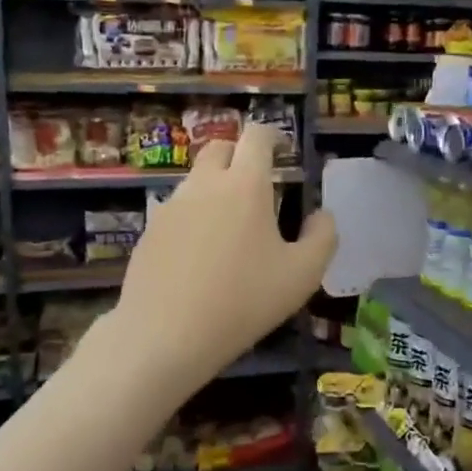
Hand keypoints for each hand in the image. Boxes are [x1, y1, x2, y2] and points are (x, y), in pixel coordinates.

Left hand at [111, 124, 334, 393]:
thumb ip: (322, 237)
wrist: (165, 334)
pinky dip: (193, 218)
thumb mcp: (302, 275)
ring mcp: (170, 206)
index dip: (274, 136)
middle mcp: (204, 184)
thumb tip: (322, 215)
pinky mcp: (149, 232)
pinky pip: (176, 211)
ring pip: (195, 180)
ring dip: (215, 187)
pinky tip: (200, 255)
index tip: (284, 153)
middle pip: (219, 148)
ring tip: (230, 227)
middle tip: (257, 184)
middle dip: (240, 155)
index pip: (257, 136)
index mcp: (245, 184)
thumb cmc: (243, 301)